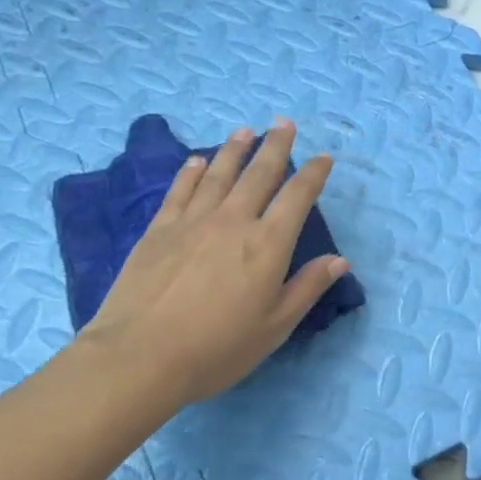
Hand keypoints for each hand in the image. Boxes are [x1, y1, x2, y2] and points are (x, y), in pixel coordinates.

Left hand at [78, 119, 349, 413]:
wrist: (140, 356)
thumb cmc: (218, 347)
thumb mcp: (275, 326)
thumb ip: (307, 287)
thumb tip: (340, 260)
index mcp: (267, 244)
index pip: (297, 197)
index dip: (313, 174)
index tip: (323, 157)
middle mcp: (233, 221)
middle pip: (259, 174)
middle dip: (275, 147)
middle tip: (284, 123)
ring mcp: (192, 222)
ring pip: (219, 174)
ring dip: (235, 150)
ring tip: (246, 131)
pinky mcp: (158, 230)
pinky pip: (180, 190)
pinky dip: (192, 172)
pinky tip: (198, 161)